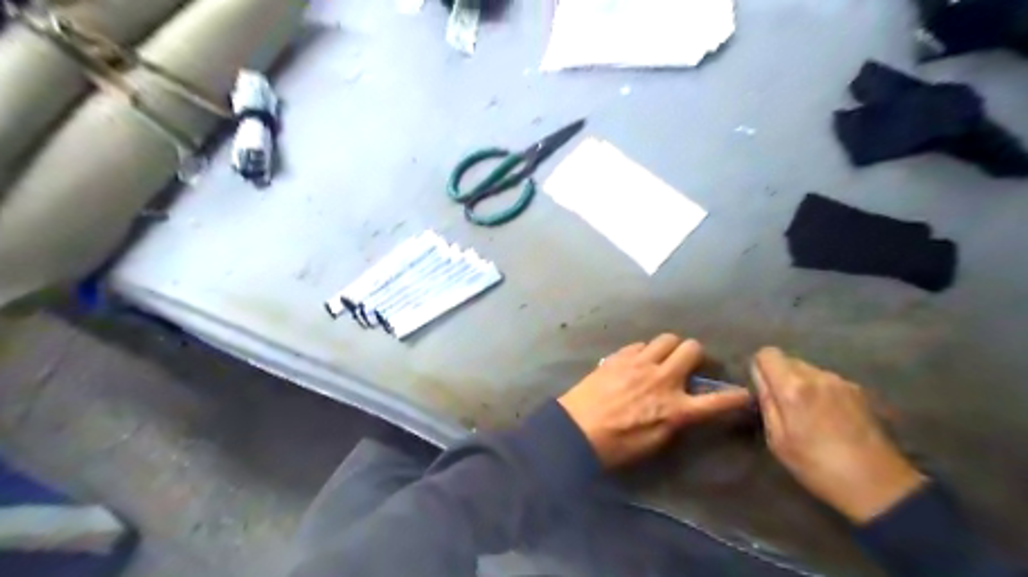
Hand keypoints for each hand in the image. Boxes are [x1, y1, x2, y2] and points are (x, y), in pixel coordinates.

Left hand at [559, 337, 751, 469]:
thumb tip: (683, 408)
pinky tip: (638, 361)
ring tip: (663, 358)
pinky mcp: (619, 356)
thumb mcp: (654, 443)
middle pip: (692, 349)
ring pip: (667, 338)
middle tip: (690, 364)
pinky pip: (640, 344)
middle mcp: (662, 379)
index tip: (743, 393)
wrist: (576, 430)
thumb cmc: (616, 445)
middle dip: (696, 354)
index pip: (716, 401)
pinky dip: (645, 350)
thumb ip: (674, 421)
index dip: (735, 397)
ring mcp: (640, 363)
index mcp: (675, 408)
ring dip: (671, 347)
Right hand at [752, 345, 927, 525]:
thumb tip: (760, 379)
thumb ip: (767, 403)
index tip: (764, 390)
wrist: (880, 486)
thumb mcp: (778, 441)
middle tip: (785, 407)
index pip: (768, 353)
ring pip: (809, 370)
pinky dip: (822, 392)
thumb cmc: (818, 467)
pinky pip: (828, 381)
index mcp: (794, 387)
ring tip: (810, 415)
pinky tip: (831, 419)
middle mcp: (818, 376)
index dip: (761, 369)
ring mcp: (842, 382)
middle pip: (788, 360)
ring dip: (802, 384)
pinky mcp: (860, 391)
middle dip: (781, 377)